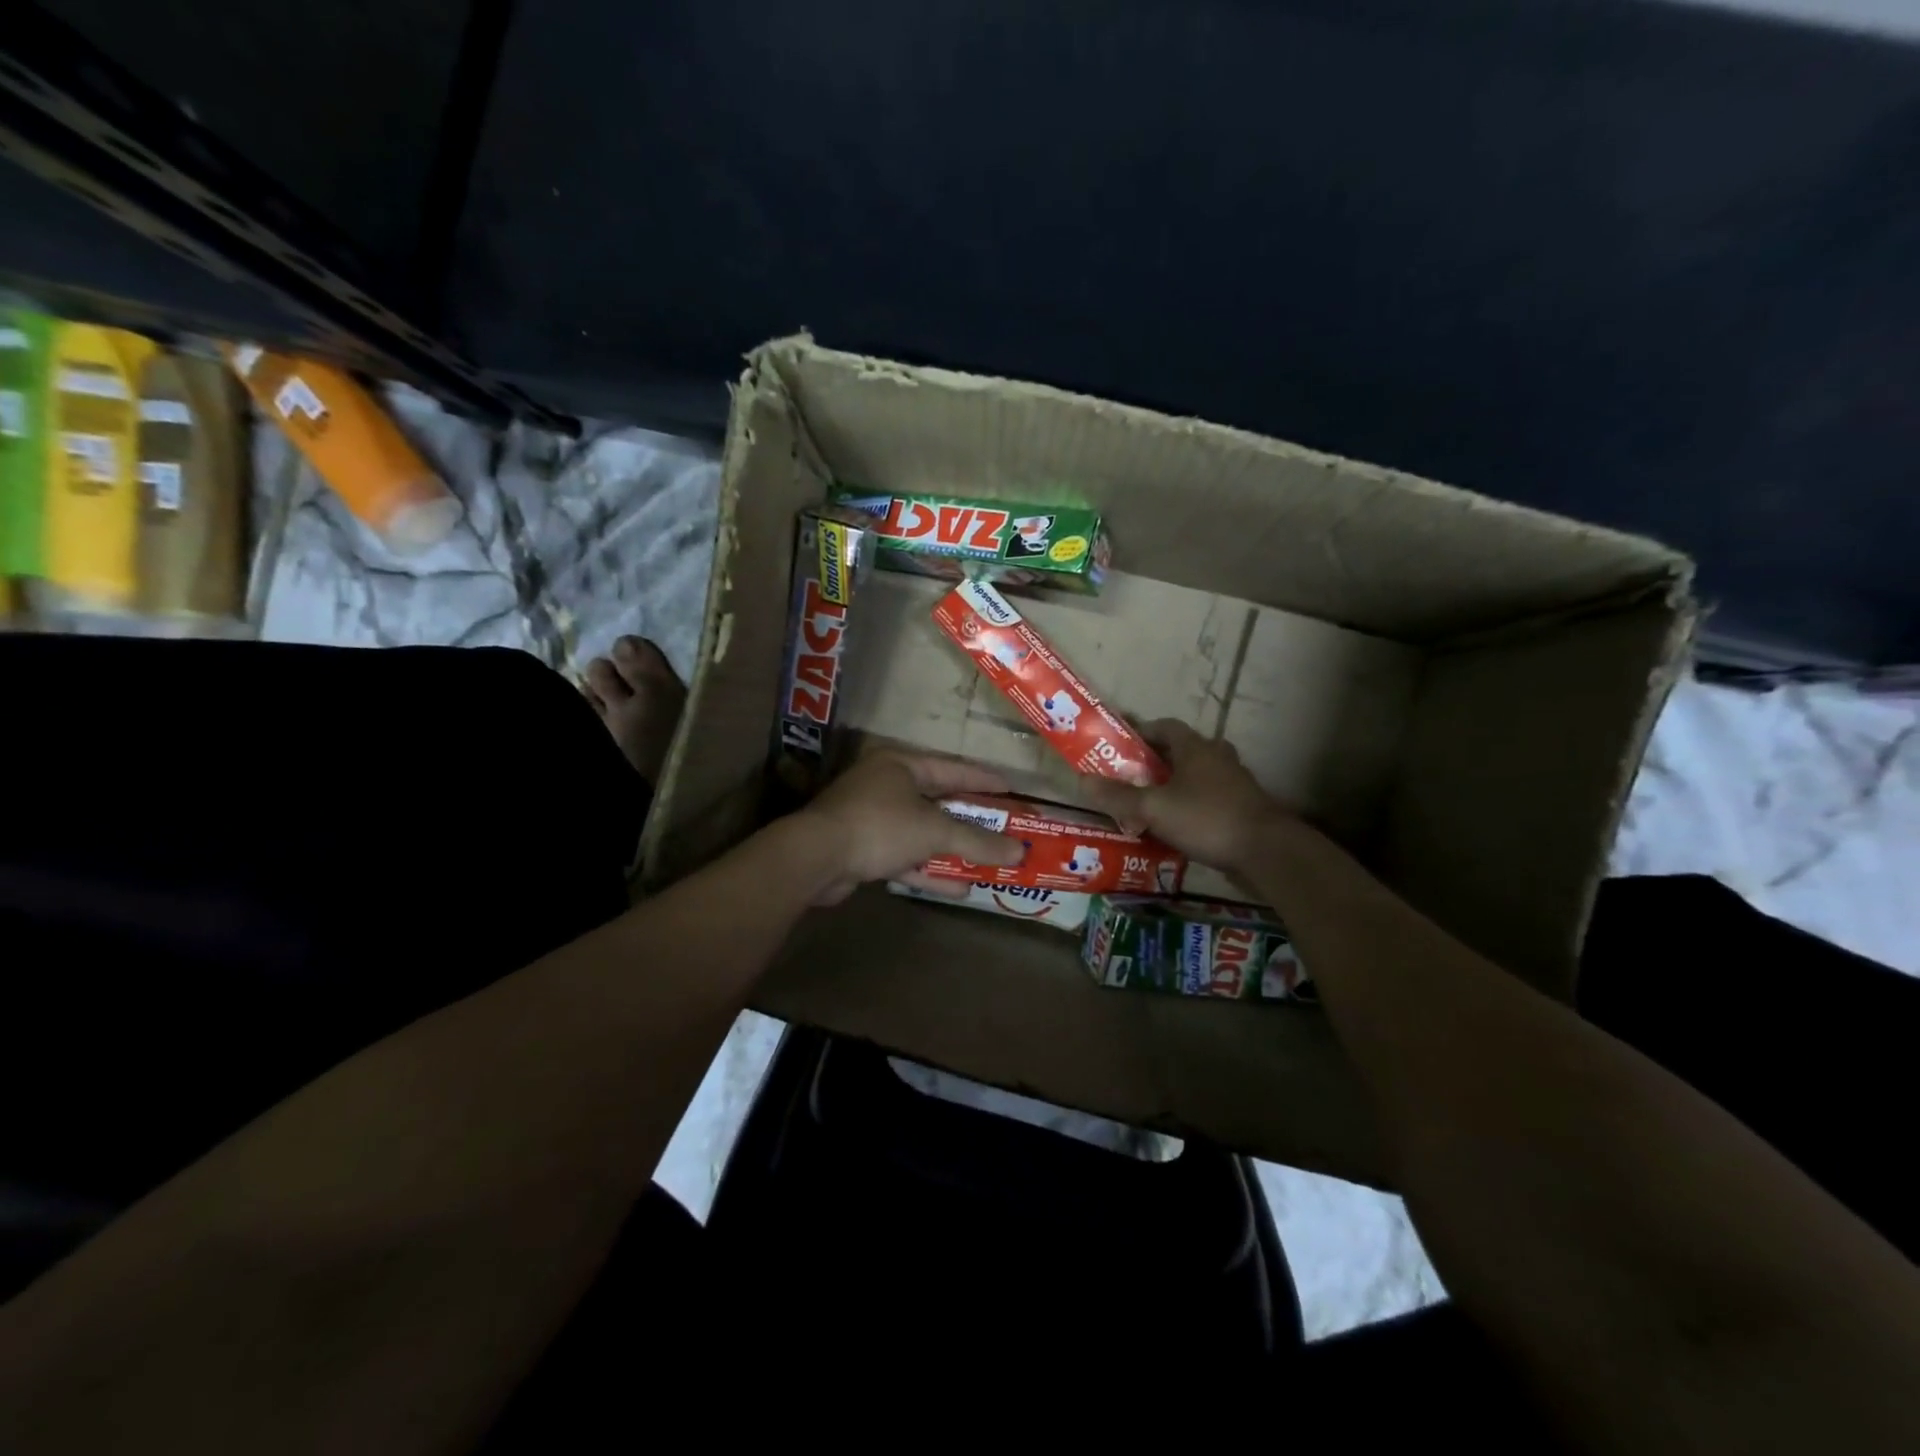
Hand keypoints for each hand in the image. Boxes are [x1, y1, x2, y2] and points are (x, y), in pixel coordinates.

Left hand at [798, 752, 1025, 905]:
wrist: (815, 858)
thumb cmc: (879, 826)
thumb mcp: (934, 830)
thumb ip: (977, 841)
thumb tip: (1020, 851)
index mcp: (901, 765)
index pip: (952, 768)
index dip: (983, 780)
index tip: (1012, 790)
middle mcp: (886, 785)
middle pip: (938, 802)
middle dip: (970, 820)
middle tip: (1004, 829)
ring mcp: (872, 818)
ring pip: (922, 832)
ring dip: (952, 849)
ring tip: (988, 861)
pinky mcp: (863, 848)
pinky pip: (905, 856)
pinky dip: (929, 869)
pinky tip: (959, 887)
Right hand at [1082, 720, 1291, 874]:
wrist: (1267, 852)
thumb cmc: (1206, 818)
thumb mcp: (1154, 808)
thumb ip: (1118, 796)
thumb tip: (1082, 781)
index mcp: (1196, 747)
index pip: (1165, 726)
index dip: (1141, 732)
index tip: (1120, 745)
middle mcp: (1217, 757)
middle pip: (1180, 751)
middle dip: (1154, 762)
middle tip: (1129, 778)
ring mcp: (1234, 783)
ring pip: (1195, 776)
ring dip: (1172, 786)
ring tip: (1147, 804)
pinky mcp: (1243, 808)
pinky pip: (1207, 799)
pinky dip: (1188, 807)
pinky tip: (1174, 827)